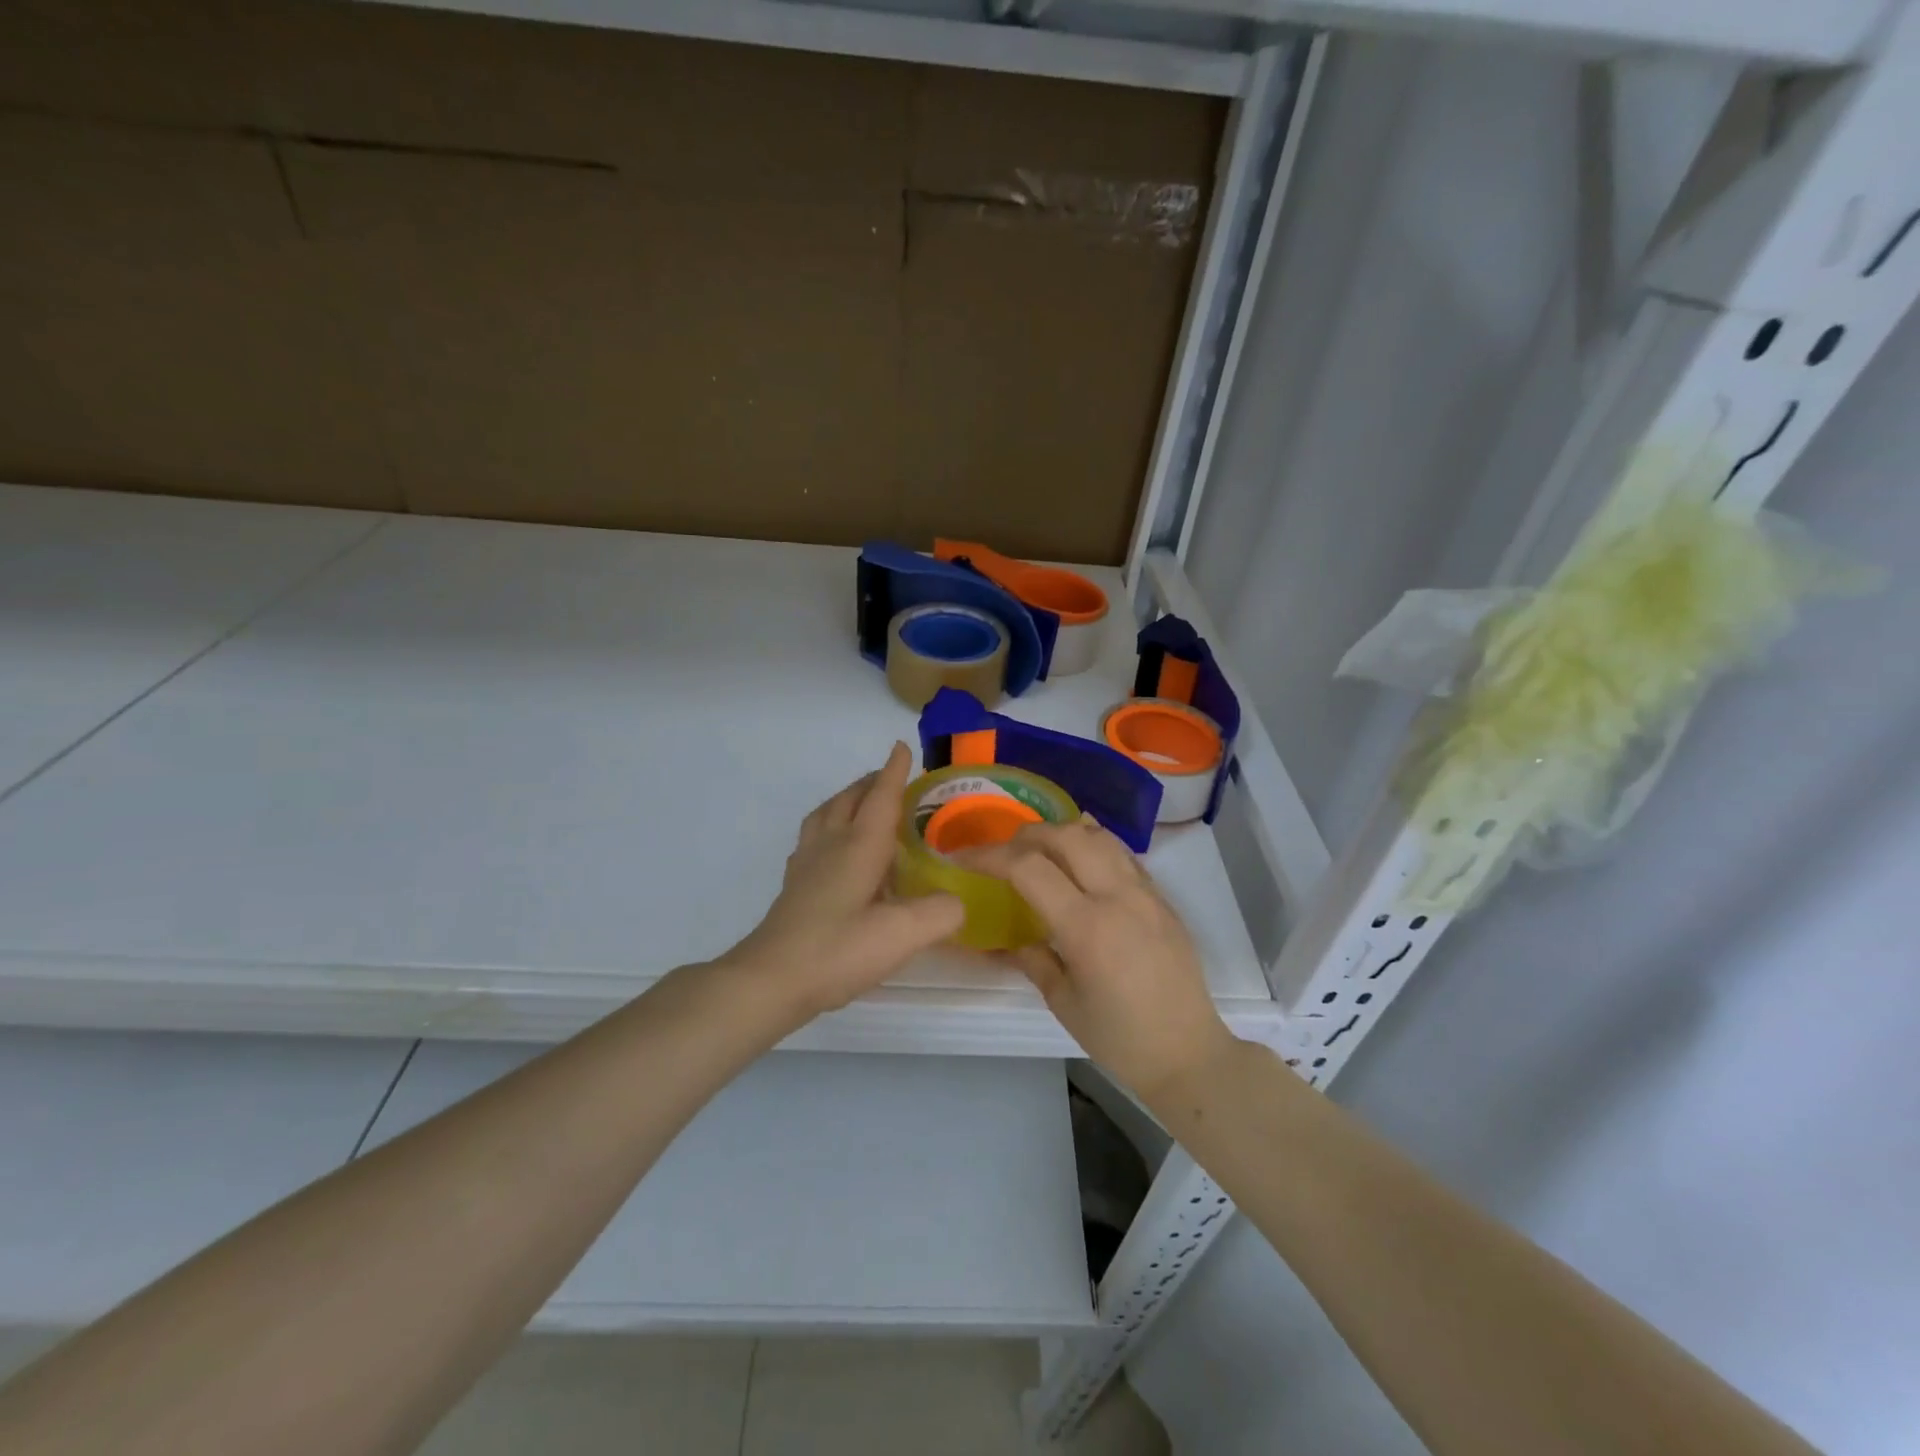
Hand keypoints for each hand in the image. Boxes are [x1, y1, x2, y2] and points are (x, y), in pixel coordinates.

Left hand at [729, 743, 964, 1020]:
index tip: (901, 746)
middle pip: (849, 799)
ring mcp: (806, 864)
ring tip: (862, 805)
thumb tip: (957, 902)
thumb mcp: (901, 934)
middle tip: (891, 780)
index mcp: (858, 846)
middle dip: (871, 782)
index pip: (880, 797)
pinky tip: (835, 850)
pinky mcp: (794, 885)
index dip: (894, 772)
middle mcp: (830, 845)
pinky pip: (813, 837)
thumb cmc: (838, 950)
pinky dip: (829, 826)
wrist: (771, 980)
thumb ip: (939, 913)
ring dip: (846, 800)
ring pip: (826, 814)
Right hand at [967, 819, 1235, 1099]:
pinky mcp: (1162, 899)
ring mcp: (1145, 893)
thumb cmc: (1120, 1038)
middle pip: (1066, 836)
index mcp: (1086, 926)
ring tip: (1041, 850)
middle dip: (1027, 835)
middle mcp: (1117, 897)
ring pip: (1100, 836)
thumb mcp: (1063, 1003)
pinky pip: (1123, 855)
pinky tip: (1081, 865)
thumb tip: (1010, 938)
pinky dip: (1094, 846)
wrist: (1189, 1053)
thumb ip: (1033, 959)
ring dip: (1063, 833)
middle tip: (1004, 851)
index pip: (1029, 868)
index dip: (990, 856)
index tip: (965, 859)